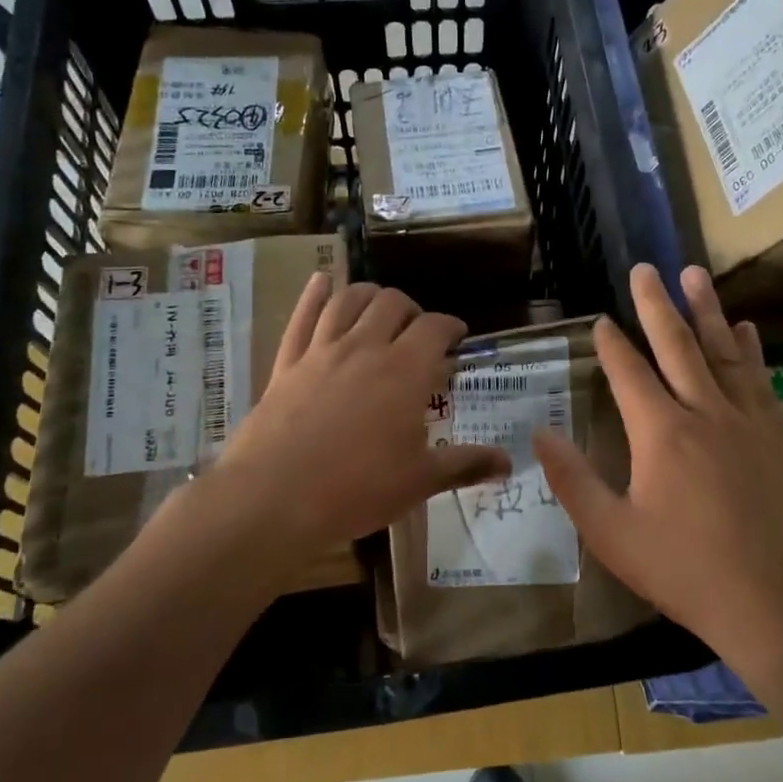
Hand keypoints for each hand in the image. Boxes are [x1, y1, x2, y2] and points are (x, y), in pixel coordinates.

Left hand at [184, 276, 511, 569]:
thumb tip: (508, 464)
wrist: (273, 498)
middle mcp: (365, 348)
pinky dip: (314, 295)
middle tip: (418, 331)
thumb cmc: (356, 489)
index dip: (451, 327)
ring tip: (379, 307)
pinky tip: (321, 283)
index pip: (435, 328)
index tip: (457, 338)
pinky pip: (302, 317)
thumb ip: (465, 465)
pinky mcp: (287, 363)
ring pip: (349, 300)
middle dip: (412, 309)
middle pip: (392, 303)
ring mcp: (321, 351)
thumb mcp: (419, 481)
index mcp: (405, 371)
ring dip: (369, 295)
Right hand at [534, 264, 782, 682]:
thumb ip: (573, 480)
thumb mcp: (612, 534)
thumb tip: (540, 434)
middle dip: (656, 305)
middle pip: (676, 345)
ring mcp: (747, 420)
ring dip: (706, 310)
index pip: (629, 373)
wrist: (778, 602)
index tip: (600, 319)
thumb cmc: (685, 570)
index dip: (611, 344)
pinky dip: (750, 349)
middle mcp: (704, 411)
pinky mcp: (777, 435)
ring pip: (722, 350)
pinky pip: (760, 378)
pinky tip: (747, 329)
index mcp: (660, 433)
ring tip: (694, 274)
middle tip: (645, 268)